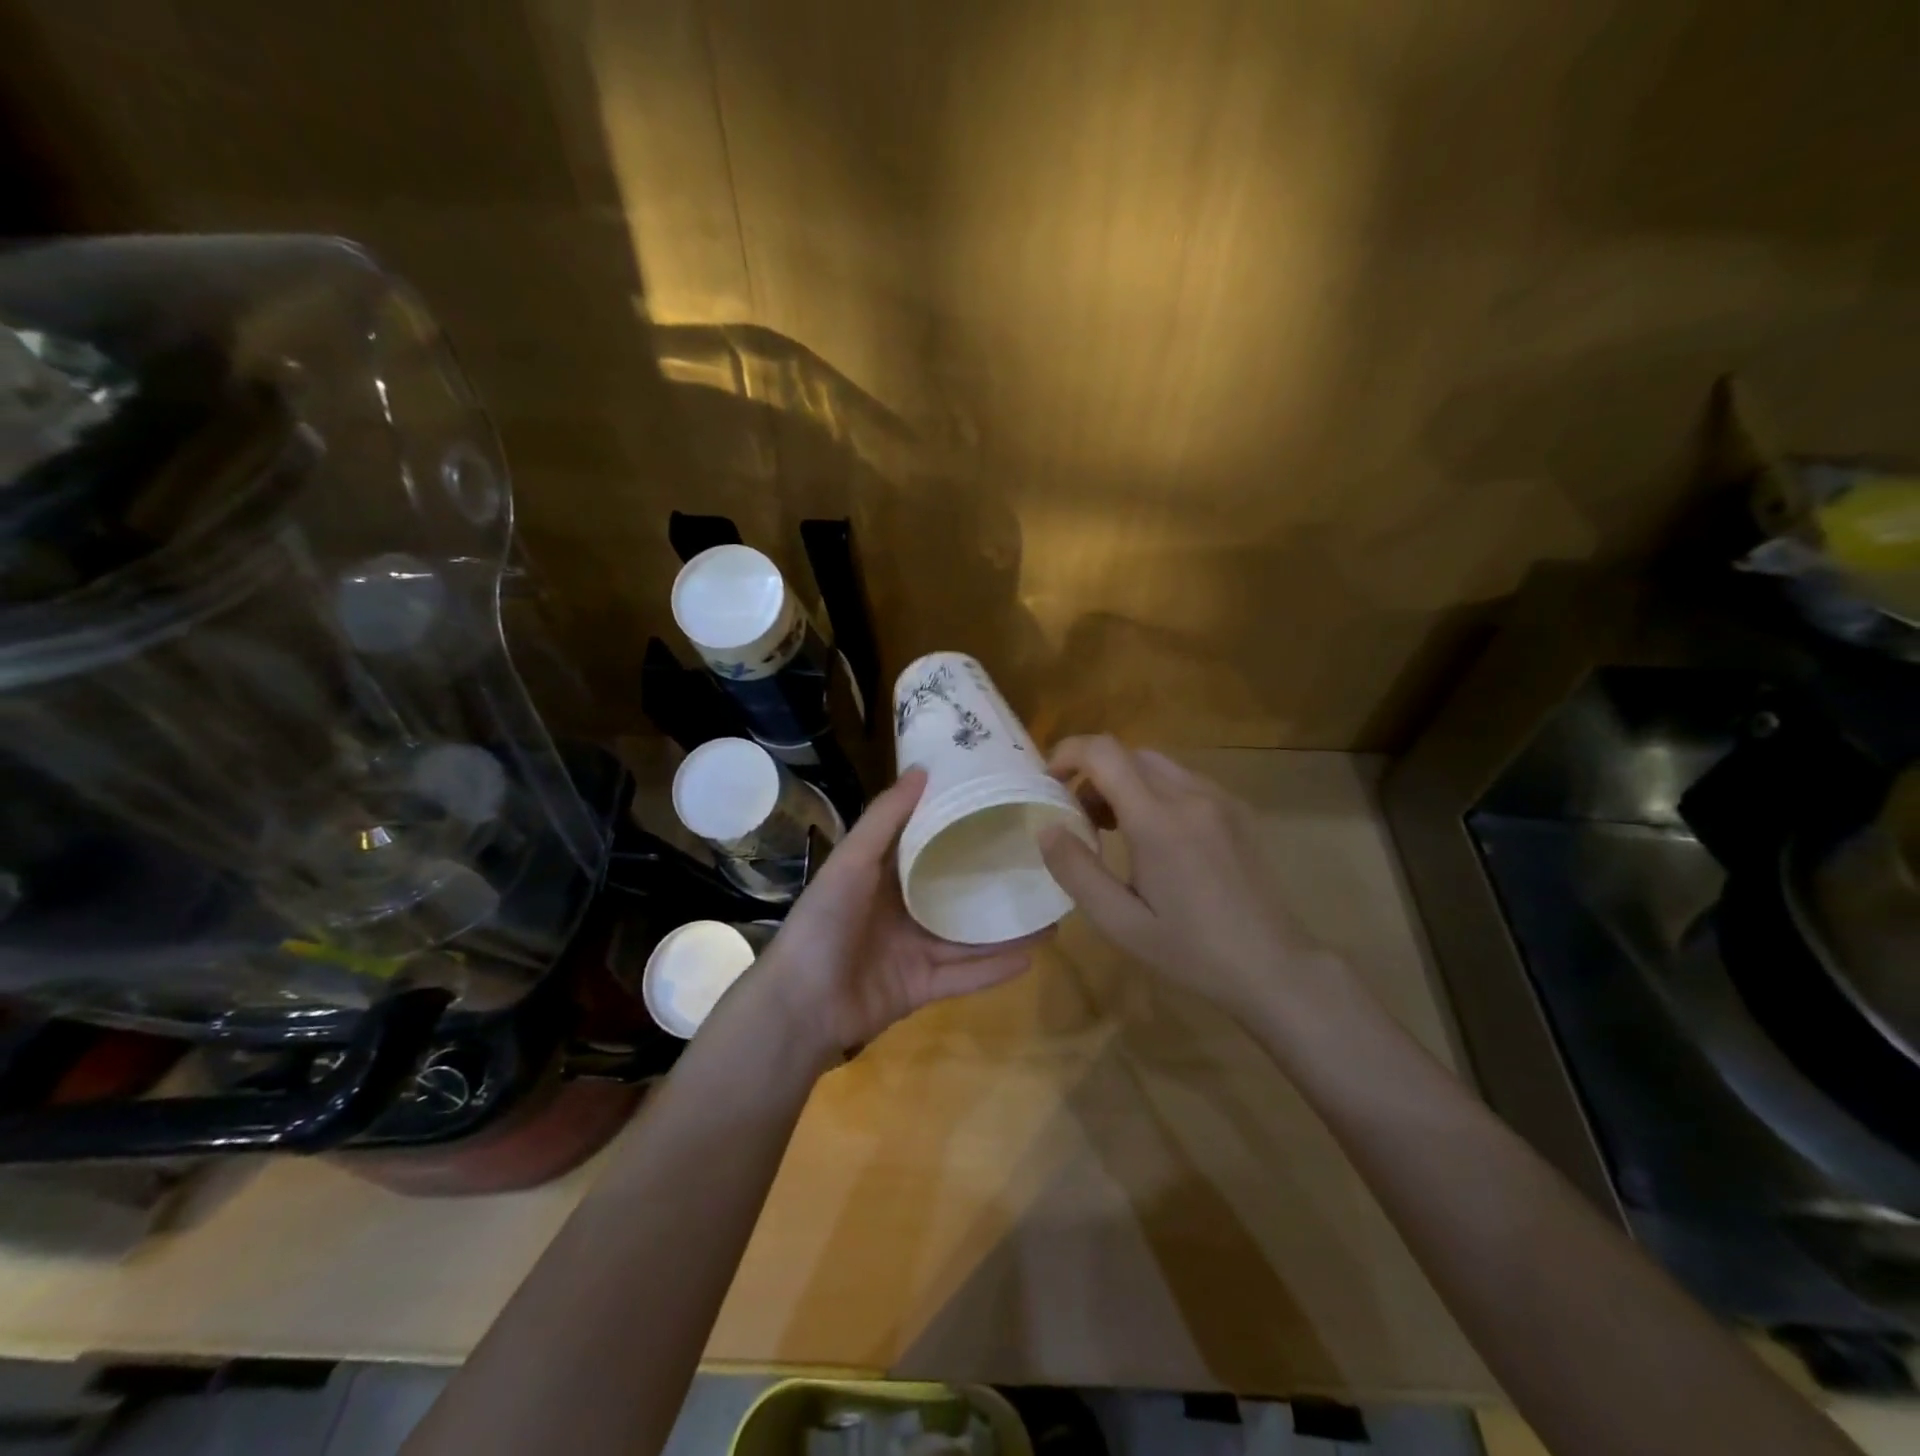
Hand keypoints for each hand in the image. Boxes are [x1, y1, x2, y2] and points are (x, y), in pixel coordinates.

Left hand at [756, 767, 1043, 1060]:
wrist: (800, 1007)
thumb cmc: (825, 923)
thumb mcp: (852, 861)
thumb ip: (886, 818)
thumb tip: (923, 768)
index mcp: (881, 876)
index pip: (926, 844)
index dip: (958, 827)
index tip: (1000, 808)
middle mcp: (899, 910)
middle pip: (954, 892)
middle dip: (991, 881)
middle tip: (1038, 864)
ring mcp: (912, 951)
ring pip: (967, 937)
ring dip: (1004, 928)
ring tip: (1049, 913)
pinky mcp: (920, 987)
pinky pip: (964, 975)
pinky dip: (995, 969)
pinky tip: (1033, 956)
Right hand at [1037, 736, 1341, 1022]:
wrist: (1273, 966)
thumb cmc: (1191, 950)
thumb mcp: (1120, 922)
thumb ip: (1077, 871)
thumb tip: (1047, 828)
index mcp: (1158, 821)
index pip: (1104, 753)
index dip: (1068, 753)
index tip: (1049, 782)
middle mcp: (1191, 796)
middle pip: (1128, 754)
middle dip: (1093, 774)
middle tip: (1080, 818)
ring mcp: (1220, 799)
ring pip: (1156, 765)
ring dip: (1124, 781)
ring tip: (1115, 828)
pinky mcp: (1237, 810)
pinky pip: (1184, 780)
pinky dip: (1155, 790)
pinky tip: (1157, 836)